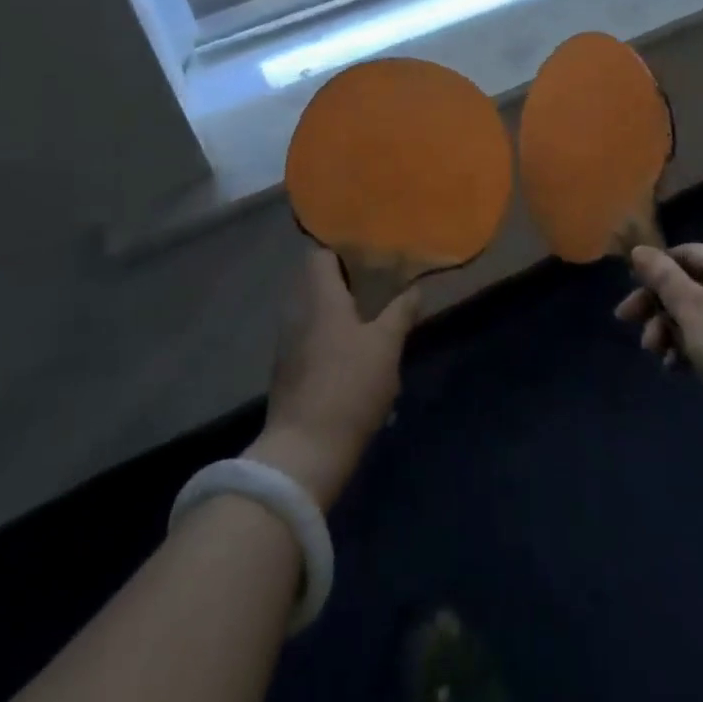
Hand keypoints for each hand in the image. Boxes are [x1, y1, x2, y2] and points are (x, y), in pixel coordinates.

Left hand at [247, 249, 418, 508]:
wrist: (304, 453)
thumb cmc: (348, 387)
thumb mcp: (386, 346)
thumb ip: (401, 312)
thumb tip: (415, 289)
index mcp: (319, 297)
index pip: (320, 254)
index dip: (342, 249)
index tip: (370, 253)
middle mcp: (297, 313)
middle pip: (317, 283)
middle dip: (346, 282)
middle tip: (379, 284)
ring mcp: (288, 344)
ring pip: (314, 313)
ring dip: (338, 312)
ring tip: (371, 318)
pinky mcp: (288, 373)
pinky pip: (309, 338)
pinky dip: (329, 336)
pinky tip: (353, 353)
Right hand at [615, 243, 702, 446]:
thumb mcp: (690, 307)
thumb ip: (661, 276)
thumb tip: (639, 250)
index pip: (685, 254)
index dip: (655, 269)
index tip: (631, 291)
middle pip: (687, 285)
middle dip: (656, 304)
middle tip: (627, 322)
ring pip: (695, 315)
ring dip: (668, 329)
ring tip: (655, 353)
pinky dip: (688, 348)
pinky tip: (674, 368)